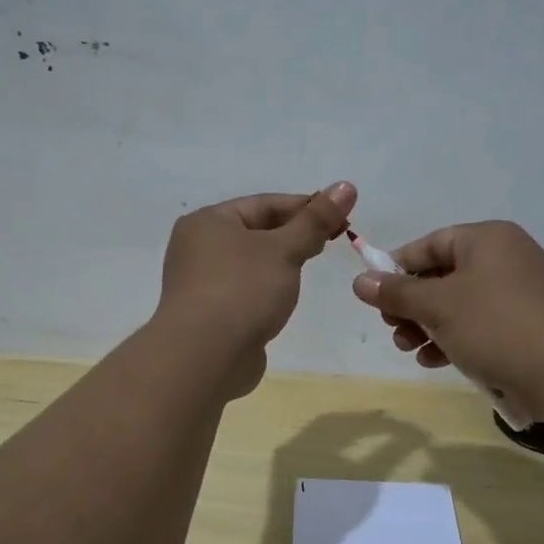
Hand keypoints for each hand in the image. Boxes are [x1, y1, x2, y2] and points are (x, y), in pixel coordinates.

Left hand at [155, 182, 356, 396]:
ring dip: (281, 262)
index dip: (305, 206)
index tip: (341, 215)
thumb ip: (316, 220)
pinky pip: (245, 289)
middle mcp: (198, 247)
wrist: (205, 357)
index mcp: (208, 221)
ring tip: (312, 266)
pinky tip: (285, 297)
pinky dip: (267, 288)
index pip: (264, 203)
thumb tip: (346, 186)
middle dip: (295, 234)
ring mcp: (201, 283)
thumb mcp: (285, 250)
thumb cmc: (243, 290)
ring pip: (251, 262)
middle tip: (333, 240)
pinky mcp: (209, 314)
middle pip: (256, 231)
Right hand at [350, 221, 543, 417]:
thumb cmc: (496, 325)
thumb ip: (397, 292)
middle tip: (391, 326)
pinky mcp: (526, 326)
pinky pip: (479, 326)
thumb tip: (360, 281)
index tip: (373, 294)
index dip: (397, 268)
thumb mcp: (438, 306)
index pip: (430, 244)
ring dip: (428, 326)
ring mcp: (519, 293)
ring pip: (459, 305)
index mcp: (487, 239)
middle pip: (443, 276)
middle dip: (412, 304)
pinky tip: (433, 361)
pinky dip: (454, 339)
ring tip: (408, 348)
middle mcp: (505, 258)